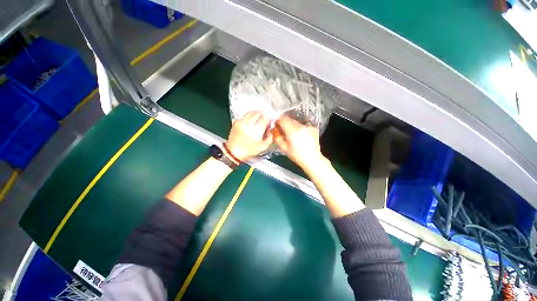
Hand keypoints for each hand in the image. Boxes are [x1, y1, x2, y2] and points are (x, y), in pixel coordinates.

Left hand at [226, 111, 272, 160]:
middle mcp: (248, 124)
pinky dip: (249, 116)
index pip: (265, 119)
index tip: (270, 122)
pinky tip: (251, 121)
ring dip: (256, 114)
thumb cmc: (249, 151)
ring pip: (251, 112)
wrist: (233, 152)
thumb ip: (270, 137)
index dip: (269, 119)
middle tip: (265, 120)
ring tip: (259, 118)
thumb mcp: (263, 147)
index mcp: (256, 131)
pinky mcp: (236, 122)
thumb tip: (270, 129)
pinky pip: (245, 115)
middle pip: (258, 113)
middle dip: (263, 115)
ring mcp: (241, 122)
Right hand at [274, 116, 325, 169]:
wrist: (312, 159)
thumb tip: (275, 130)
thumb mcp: (283, 148)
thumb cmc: (297, 155)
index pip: (283, 120)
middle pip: (290, 120)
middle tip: (284, 131)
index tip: (277, 125)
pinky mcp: (313, 128)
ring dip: (293, 126)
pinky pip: (303, 126)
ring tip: (293, 136)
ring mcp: (308, 127)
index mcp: (292, 131)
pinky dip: (300, 129)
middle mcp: (301, 127)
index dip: (278, 121)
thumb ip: (277, 137)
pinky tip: (301, 137)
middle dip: (285, 124)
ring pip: (297, 123)